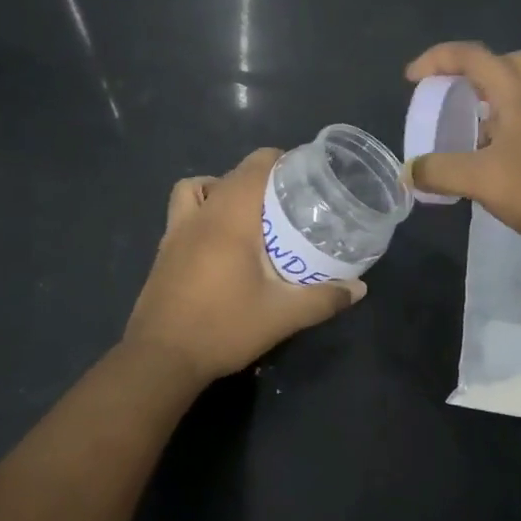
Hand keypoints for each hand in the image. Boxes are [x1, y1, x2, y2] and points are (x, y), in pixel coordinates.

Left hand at [123, 148, 364, 386]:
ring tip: (249, 214)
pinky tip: (218, 239)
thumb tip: (359, 289)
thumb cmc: (223, 328)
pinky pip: (183, 210)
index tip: (305, 176)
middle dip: (262, 178)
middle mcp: (202, 214)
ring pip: (199, 187)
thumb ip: (323, 299)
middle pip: (232, 175)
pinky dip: (201, 209)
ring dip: (223, 189)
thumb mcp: (282, 316)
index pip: (256, 165)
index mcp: (231, 218)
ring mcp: (176, 230)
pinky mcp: (164, 250)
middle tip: (289, 202)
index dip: (281, 161)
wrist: (161, 358)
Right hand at [405, 42, 520, 263]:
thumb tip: (410, 171)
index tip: (412, 79)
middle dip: (476, 71)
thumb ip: (441, 172)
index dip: (438, 59)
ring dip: (491, 106)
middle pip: (509, 64)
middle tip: (453, 93)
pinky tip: (493, 165)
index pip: (473, 57)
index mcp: (518, 96)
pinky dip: (506, 134)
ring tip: (465, 136)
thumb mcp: (483, 180)